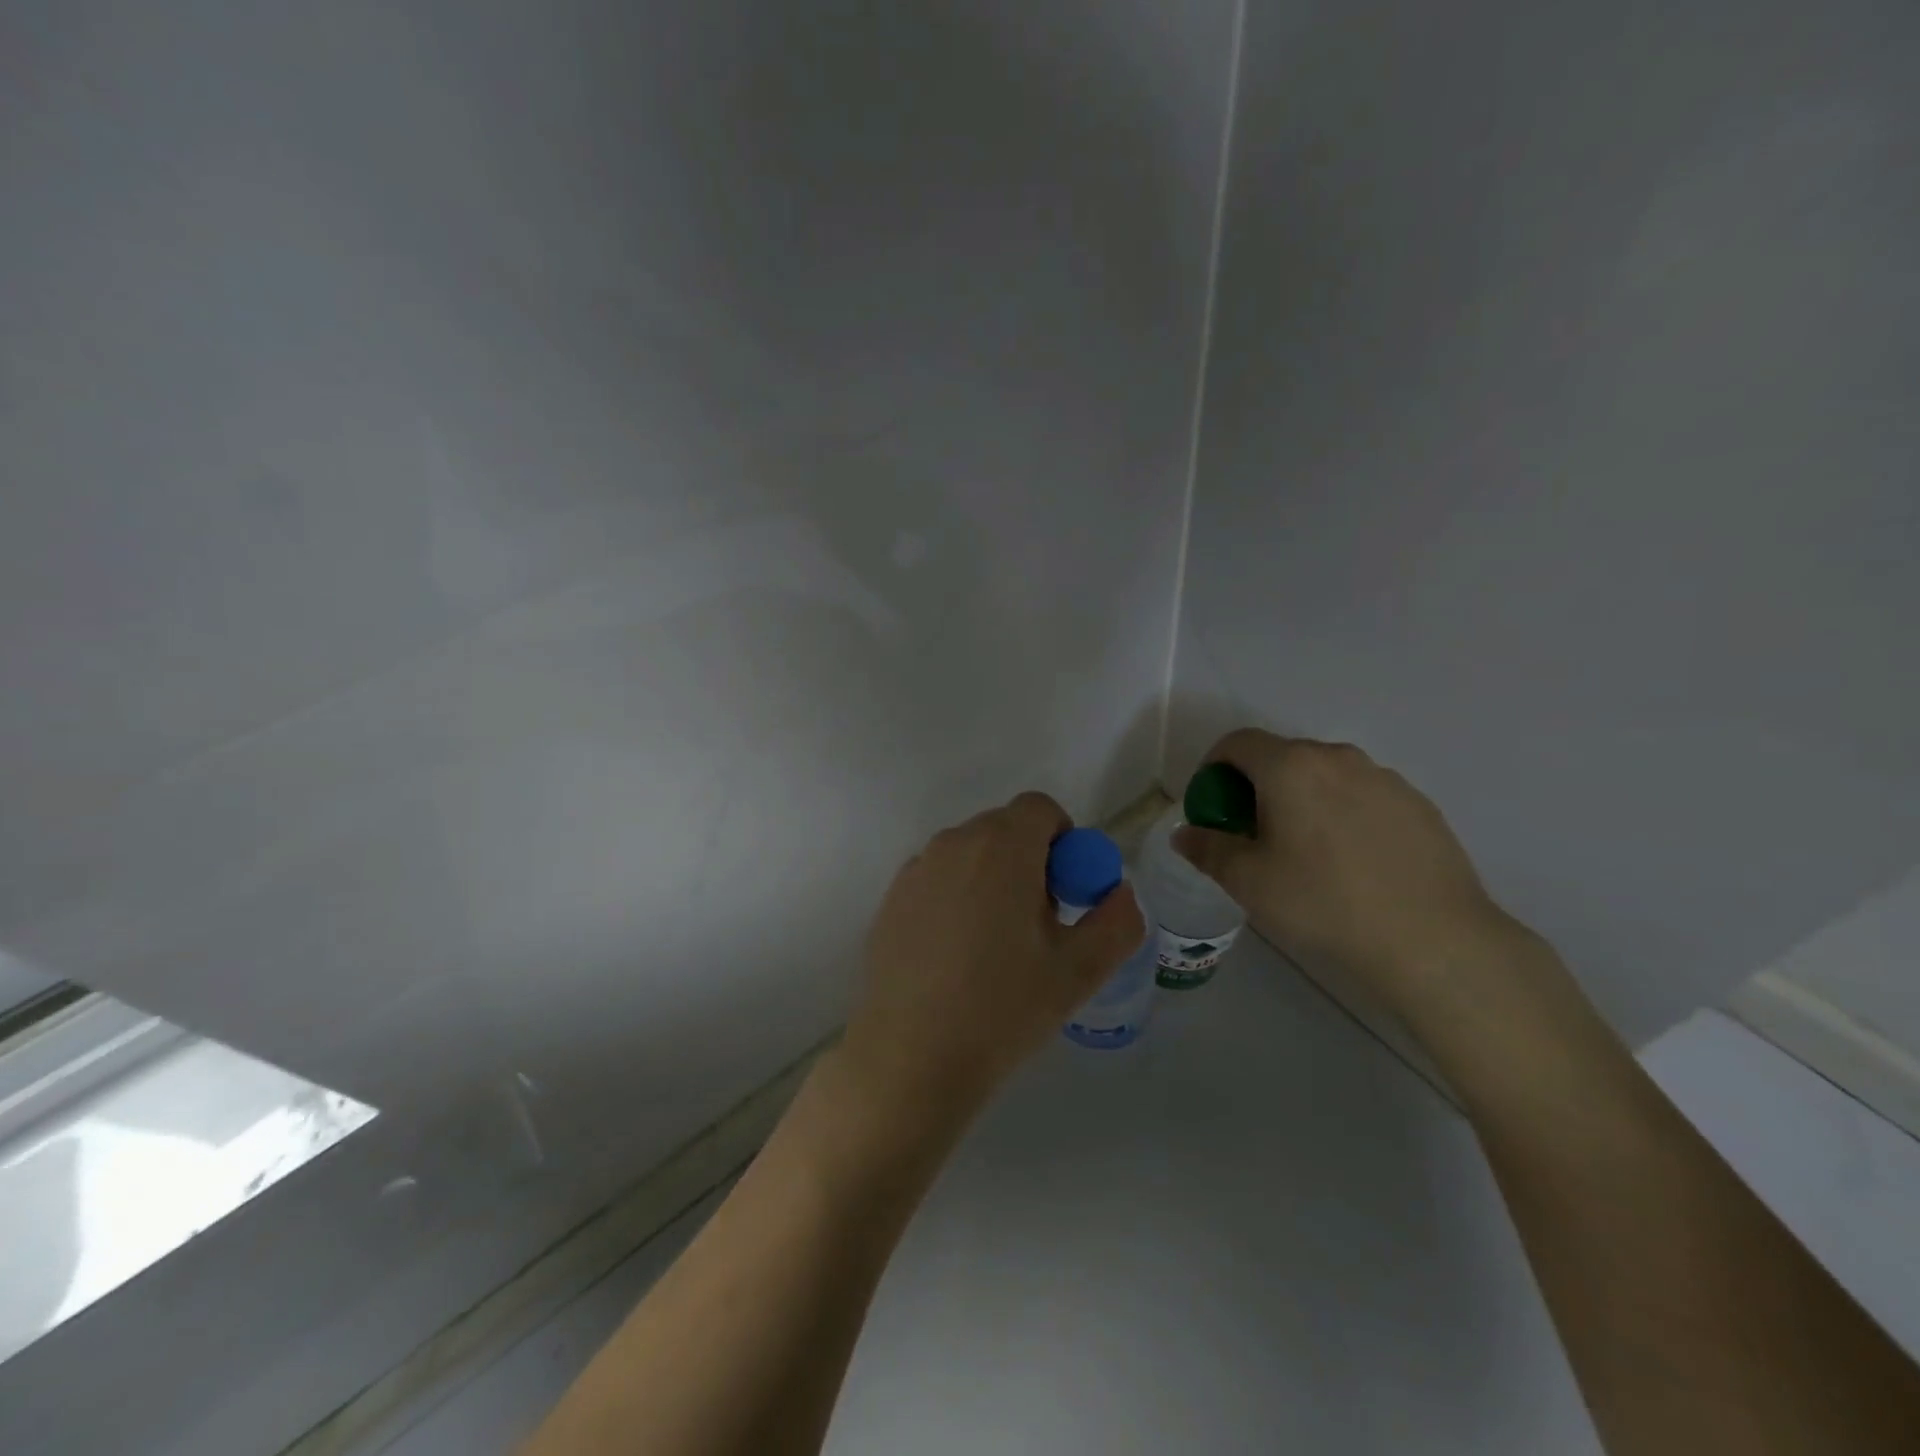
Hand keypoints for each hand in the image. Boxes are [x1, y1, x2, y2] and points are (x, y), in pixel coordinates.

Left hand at [840, 791, 1145, 1122]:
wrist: (910, 1056)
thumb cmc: (1002, 1008)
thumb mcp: (1079, 971)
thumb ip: (1117, 921)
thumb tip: (1120, 892)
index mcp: (1001, 847)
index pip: (1040, 808)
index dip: (1064, 841)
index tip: (1067, 893)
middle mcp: (953, 843)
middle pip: (1004, 829)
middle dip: (1031, 861)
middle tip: (1039, 924)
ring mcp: (916, 870)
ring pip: (969, 854)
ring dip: (993, 878)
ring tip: (996, 946)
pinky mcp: (891, 899)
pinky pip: (938, 879)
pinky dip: (957, 897)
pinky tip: (955, 957)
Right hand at [1174, 729, 1524, 1012]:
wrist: (1433, 940)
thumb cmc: (1324, 903)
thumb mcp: (1249, 882)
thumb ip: (1208, 849)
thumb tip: (1185, 834)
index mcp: (1290, 767)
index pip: (1237, 743)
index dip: (1213, 768)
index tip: (1213, 807)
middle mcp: (1337, 758)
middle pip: (1281, 756)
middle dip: (1257, 786)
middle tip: (1253, 834)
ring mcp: (1384, 778)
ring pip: (1325, 776)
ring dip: (1302, 798)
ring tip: (1306, 851)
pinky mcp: (1418, 805)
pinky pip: (1363, 796)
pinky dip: (1343, 814)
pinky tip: (1353, 863)